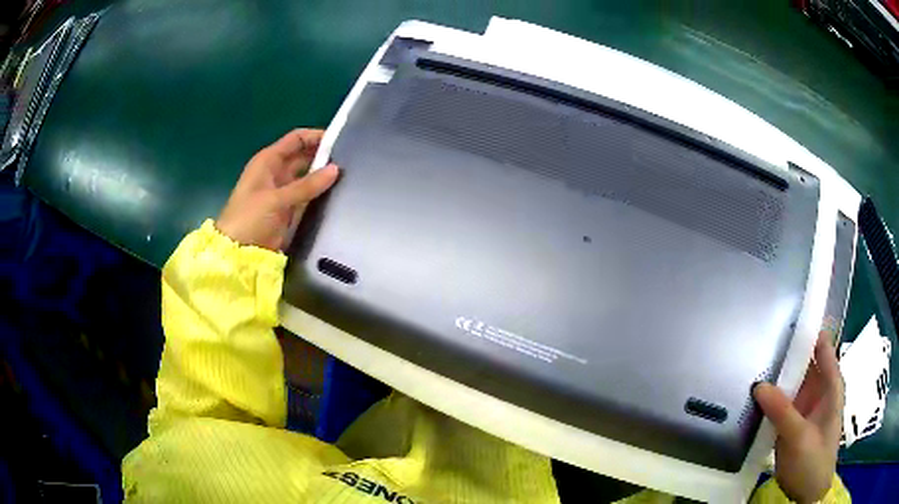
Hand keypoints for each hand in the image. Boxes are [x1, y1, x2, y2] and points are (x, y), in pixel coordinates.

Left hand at [216, 129, 338, 250]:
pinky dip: (319, 195)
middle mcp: (276, 172)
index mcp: (268, 161)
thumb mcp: (277, 199)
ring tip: (349, 177)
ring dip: (323, 177)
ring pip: (307, 178)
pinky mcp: (288, 211)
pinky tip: (337, 195)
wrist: (237, 254)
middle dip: (323, 157)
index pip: (296, 139)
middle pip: (304, 157)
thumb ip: (307, 185)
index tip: (341, 140)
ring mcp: (282, 192)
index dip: (316, 137)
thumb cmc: (249, 219)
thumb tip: (336, 169)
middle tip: (350, 161)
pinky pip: (307, 197)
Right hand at [754, 332, 843, 503]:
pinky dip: (769, 396)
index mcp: (830, 383)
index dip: (807, 329)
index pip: (822, 345)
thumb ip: (782, 411)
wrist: (806, 493)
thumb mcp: (800, 437)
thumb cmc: (813, 461)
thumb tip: (758, 384)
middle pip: (803, 360)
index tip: (784, 316)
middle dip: (785, 351)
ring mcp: (804, 405)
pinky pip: (780, 401)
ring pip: (790, 380)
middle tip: (759, 339)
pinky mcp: (791, 420)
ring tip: (750, 361)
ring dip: (775, 375)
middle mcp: (818, 388)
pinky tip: (752, 391)